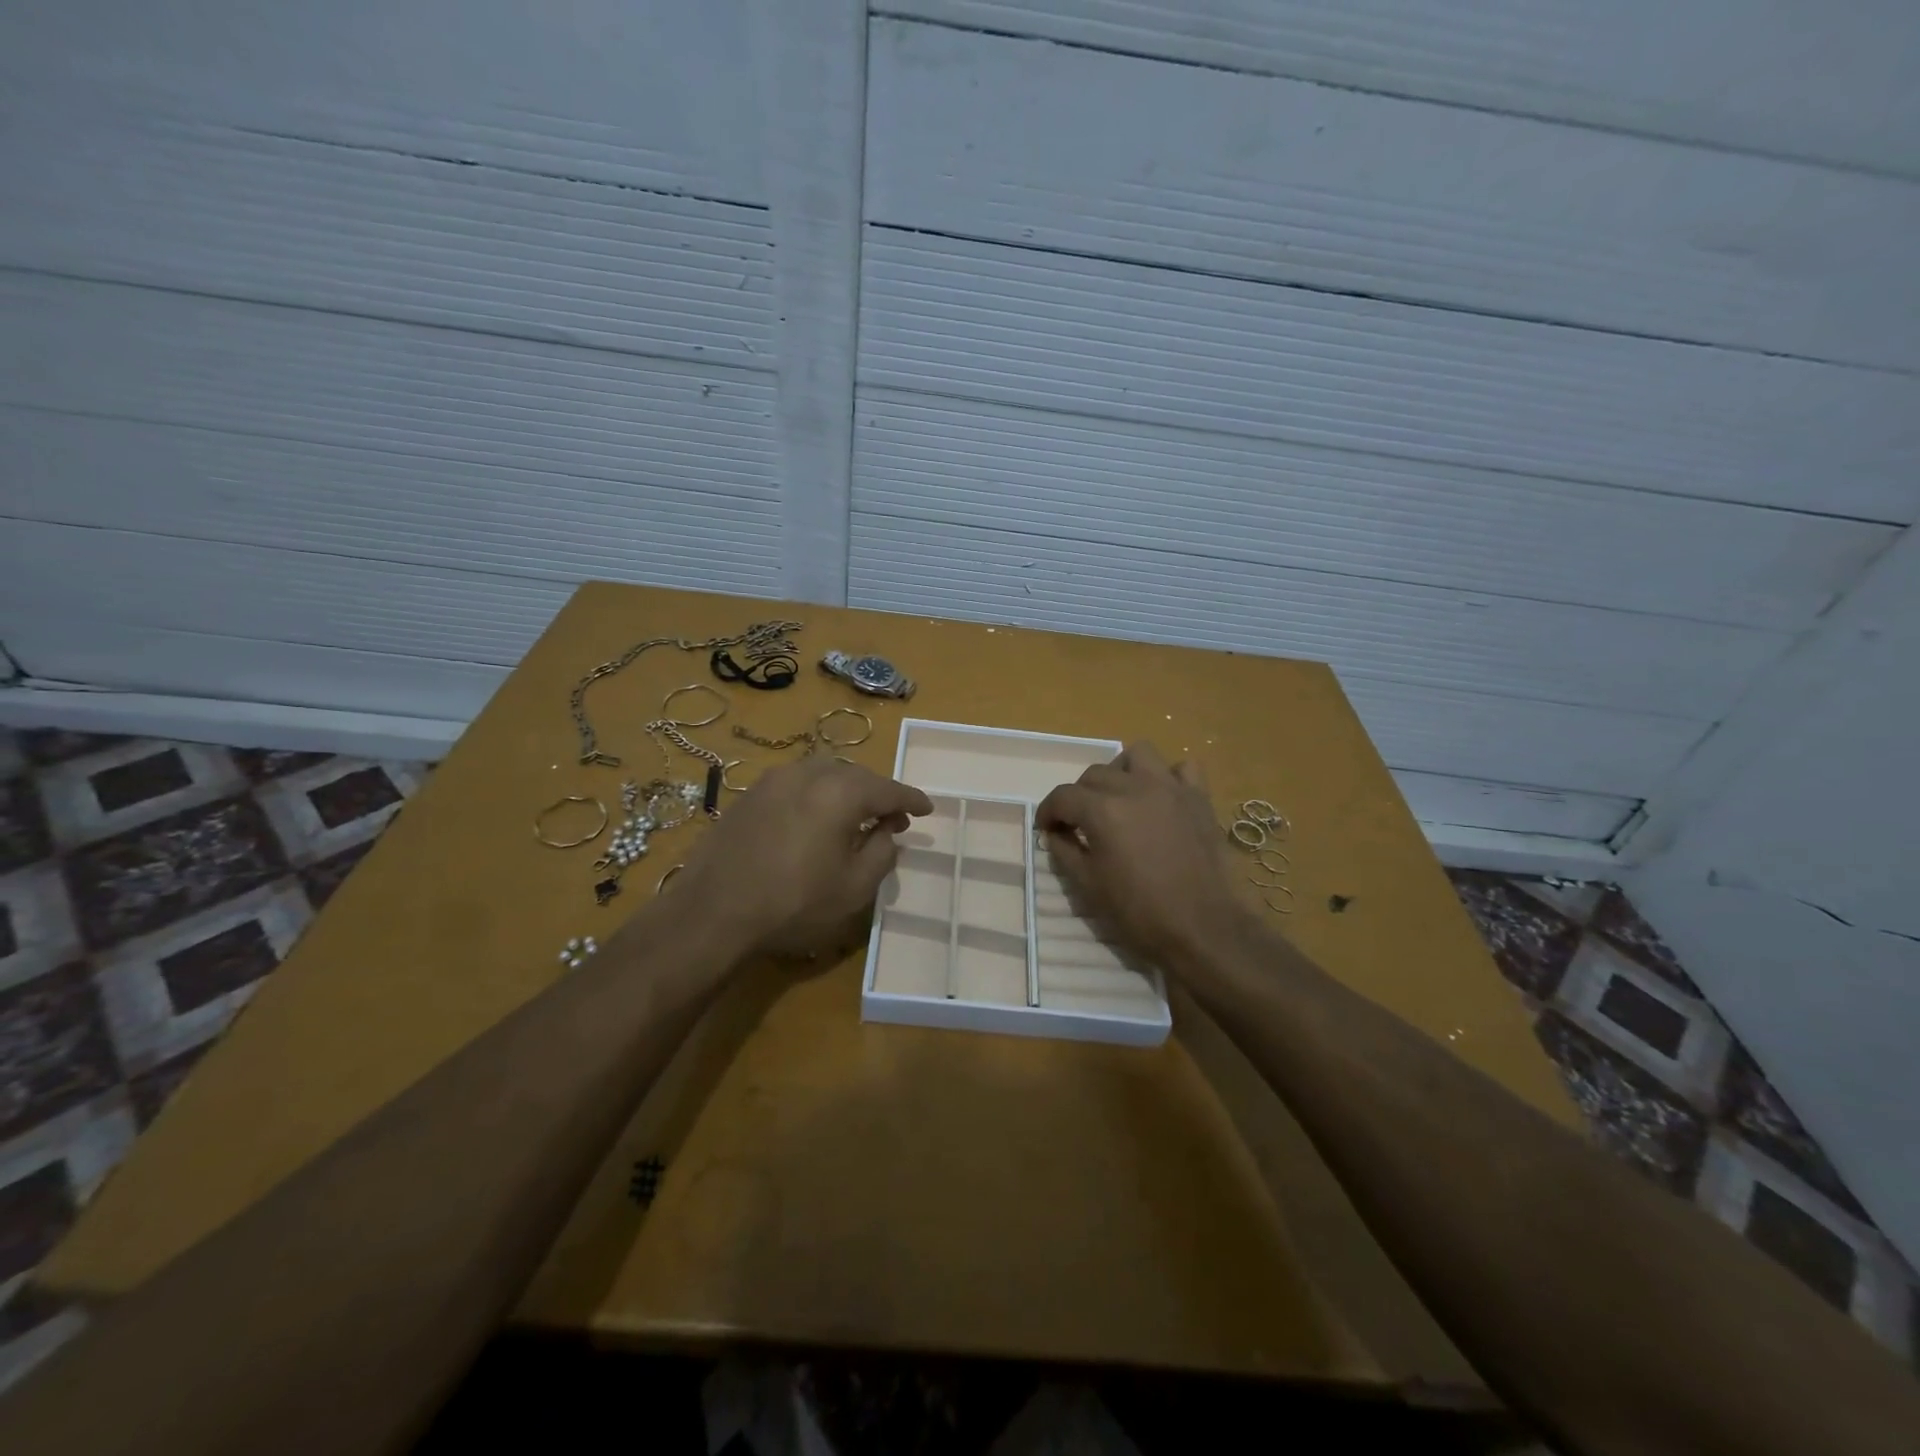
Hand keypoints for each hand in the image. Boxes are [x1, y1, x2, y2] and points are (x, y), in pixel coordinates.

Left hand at [671, 756, 932, 959]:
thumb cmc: (793, 903)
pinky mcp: (749, 795)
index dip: (911, 799)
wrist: (712, 912)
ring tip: (854, 816)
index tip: (927, 809)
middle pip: (855, 775)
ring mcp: (773, 780)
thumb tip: (887, 832)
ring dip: (845, 790)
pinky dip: (816, 795)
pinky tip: (815, 819)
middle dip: (878, 793)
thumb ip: (882, 853)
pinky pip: (796, 784)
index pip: (887, 789)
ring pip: (823, 774)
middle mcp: (807, 774)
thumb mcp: (854, 888)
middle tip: (892, 818)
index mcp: (840, 792)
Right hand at [1036, 742, 1246, 967]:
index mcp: (1103, 811)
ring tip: (1119, 797)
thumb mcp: (1089, 886)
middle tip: (1081, 823)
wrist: (1203, 928)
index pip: (1063, 796)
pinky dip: (1168, 776)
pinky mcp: (1199, 798)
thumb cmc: (1140, 912)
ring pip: (1138, 754)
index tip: (1047, 829)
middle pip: (1095, 774)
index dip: (1048, 812)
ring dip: (1121, 771)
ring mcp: (1171, 789)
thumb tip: (1055, 833)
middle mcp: (1135, 788)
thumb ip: (1065, 851)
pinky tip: (1161, 798)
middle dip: (1080, 796)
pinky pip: (1183, 768)